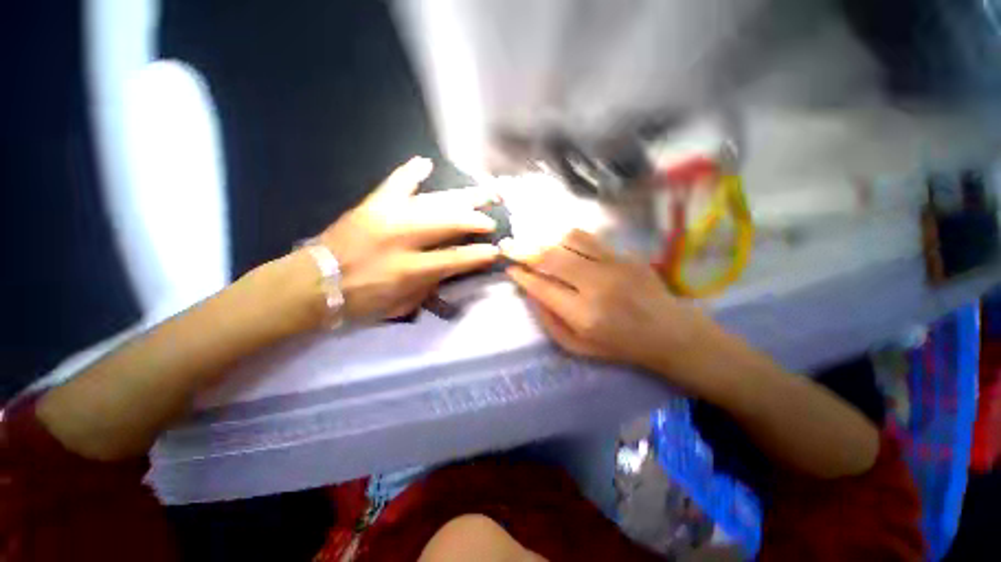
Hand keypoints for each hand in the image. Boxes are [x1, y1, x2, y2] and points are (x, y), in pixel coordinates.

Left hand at [319, 157, 499, 320]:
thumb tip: (452, 269)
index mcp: (411, 268)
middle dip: (475, 221)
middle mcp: (403, 238)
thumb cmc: (363, 301)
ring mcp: (387, 216)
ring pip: (433, 201)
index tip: (496, 250)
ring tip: (484, 191)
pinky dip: (410, 172)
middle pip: (449, 222)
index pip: (456, 258)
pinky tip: (426, 163)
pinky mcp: (372, 205)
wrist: (314, 283)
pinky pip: (395, 183)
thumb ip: (432, 286)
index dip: (480, 255)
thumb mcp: (404, 304)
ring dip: (462, 197)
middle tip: (491, 221)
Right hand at [503, 230, 711, 372]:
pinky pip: (588, 238)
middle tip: (509, 247)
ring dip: (545, 240)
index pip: (543, 287)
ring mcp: (613, 265)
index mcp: (583, 315)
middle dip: (525, 251)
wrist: (668, 332)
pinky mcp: (624, 255)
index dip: (522, 276)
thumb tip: (531, 293)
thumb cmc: (619, 345)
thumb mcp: (577, 347)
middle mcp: (596, 285)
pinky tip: (558, 241)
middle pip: (551, 258)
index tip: (510, 269)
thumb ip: (549, 322)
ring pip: (568, 241)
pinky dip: (566, 237)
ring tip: (532, 242)